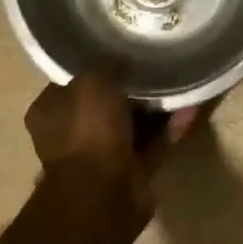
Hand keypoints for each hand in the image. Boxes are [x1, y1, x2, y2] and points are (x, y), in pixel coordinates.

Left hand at [24, 73, 198, 221]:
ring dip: (155, 108)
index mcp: (51, 112)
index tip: (121, 50)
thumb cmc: (88, 131)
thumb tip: (121, 59)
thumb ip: (107, 66)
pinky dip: (171, 129)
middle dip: (130, 88)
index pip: (72, 82)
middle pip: (105, 104)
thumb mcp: (93, 82)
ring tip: (179, 82)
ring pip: (132, 125)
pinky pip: (154, 144)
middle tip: (155, 64)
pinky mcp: (132, 173)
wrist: (103, 193)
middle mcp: (72, 135)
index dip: (96, 66)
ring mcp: (102, 156)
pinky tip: (192, 108)